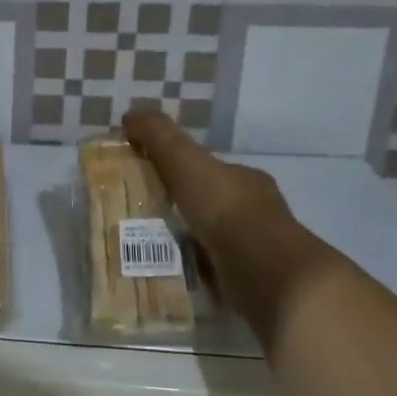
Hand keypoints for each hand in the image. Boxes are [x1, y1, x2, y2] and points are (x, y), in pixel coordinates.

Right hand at [121, 110, 311, 278]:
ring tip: (150, 248)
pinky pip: (216, 270)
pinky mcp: (252, 281)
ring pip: (214, 239)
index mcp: (245, 179)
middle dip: (182, 209)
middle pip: (211, 204)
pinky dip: (196, 270)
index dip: (180, 170)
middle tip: (142, 218)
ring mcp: (257, 248)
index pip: (210, 169)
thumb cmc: (226, 209)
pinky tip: (172, 274)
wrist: (265, 271)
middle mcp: (256, 211)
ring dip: (187, 242)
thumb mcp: (185, 161)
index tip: (150, 179)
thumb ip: (159, 136)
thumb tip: (131, 114)